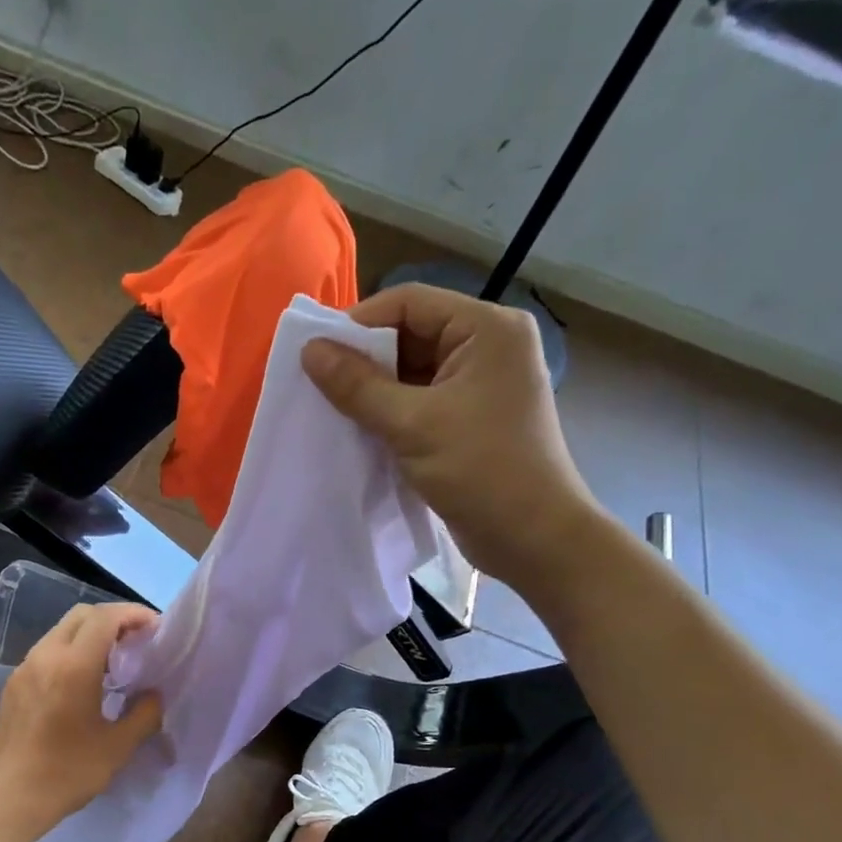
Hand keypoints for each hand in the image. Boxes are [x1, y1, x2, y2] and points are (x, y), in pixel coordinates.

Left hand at [0, 602, 163, 841]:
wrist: (6, 800)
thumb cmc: (66, 773)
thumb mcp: (117, 747)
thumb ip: (144, 714)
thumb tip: (154, 695)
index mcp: (74, 665)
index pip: (105, 618)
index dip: (134, 614)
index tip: (155, 628)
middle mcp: (45, 656)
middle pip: (81, 615)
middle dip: (112, 619)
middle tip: (136, 640)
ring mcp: (24, 669)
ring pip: (60, 632)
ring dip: (90, 635)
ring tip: (113, 661)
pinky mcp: (12, 686)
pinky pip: (46, 653)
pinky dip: (70, 652)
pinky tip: (82, 682)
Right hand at [302, 283, 597, 577]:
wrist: (533, 538)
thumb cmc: (481, 471)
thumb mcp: (411, 424)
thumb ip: (358, 385)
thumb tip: (309, 349)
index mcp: (487, 329)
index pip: (410, 302)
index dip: (359, 323)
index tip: (316, 355)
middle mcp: (488, 346)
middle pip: (411, 333)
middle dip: (365, 359)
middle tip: (319, 385)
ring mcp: (481, 384)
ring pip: (413, 370)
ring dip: (375, 389)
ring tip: (332, 409)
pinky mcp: (471, 418)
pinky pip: (421, 400)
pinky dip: (391, 411)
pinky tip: (360, 429)